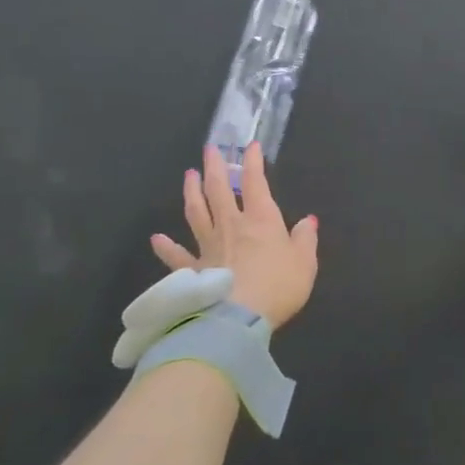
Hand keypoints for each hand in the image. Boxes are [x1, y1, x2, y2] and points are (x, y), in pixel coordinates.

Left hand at [150, 143, 318, 327]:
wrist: (238, 319)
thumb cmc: (278, 286)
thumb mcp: (305, 262)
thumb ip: (305, 239)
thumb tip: (307, 221)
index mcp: (261, 219)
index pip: (256, 182)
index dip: (253, 162)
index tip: (250, 145)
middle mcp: (231, 225)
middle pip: (219, 190)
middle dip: (215, 166)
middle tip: (210, 149)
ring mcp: (208, 246)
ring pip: (196, 212)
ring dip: (192, 192)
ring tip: (188, 175)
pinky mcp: (192, 271)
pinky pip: (176, 256)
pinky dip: (166, 247)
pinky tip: (157, 238)